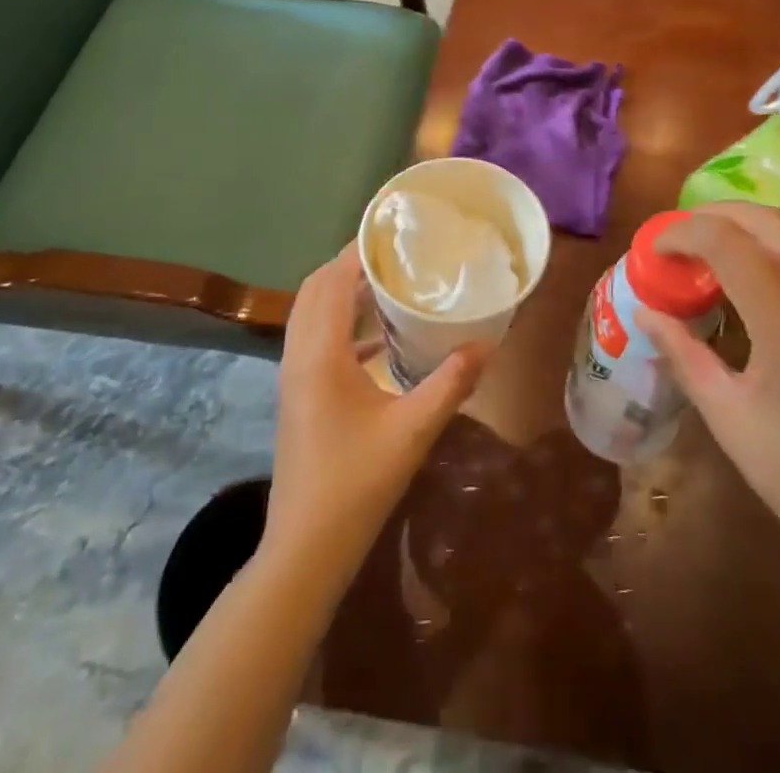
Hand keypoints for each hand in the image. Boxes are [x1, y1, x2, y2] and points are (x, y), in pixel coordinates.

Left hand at [263, 244, 487, 580]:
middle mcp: (298, 355)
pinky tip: (379, 335)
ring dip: (341, 290)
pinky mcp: (299, 394)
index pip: (331, 281)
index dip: (357, 251)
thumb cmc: (355, 485)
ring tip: (388, 281)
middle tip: (395, 253)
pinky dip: (340, 321)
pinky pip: (315, 337)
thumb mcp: (411, 432)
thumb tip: (487, 346)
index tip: (392, 231)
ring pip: (310, 312)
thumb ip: (449, 384)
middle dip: (349, 264)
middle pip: (315, 289)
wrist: (304, 549)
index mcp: (319, 355)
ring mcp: (293, 376)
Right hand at [639, 203, 779, 586]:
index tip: (657, 247)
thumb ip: (684, 353)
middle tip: (682, 232)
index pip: (730, 244)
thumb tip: (646, 312)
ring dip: (751, 236)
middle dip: (719, 214)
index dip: (686, 232)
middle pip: (772, 222)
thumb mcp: (727, 417)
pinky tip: (762, 300)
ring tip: (713, 257)